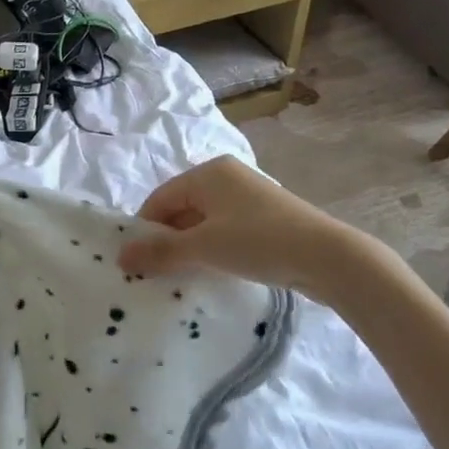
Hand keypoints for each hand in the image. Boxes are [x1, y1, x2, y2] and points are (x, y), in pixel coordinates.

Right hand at [117, 156, 357, 290]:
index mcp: (208, 172)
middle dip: (167, 239)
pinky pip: (224, 229)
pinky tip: (213, 270)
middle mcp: (227, 177)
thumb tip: (120, 256)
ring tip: (183, 275)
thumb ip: (161, 251)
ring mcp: (248, 196)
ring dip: (189, 247)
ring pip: (203, 221)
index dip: (144, 230)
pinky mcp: (265, 217)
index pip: (160, 198)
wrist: (328, 257)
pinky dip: (212, 247)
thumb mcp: (203, 247)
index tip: (136, 263)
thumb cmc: (258, 242)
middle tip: (157, 273)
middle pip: (180, 208)